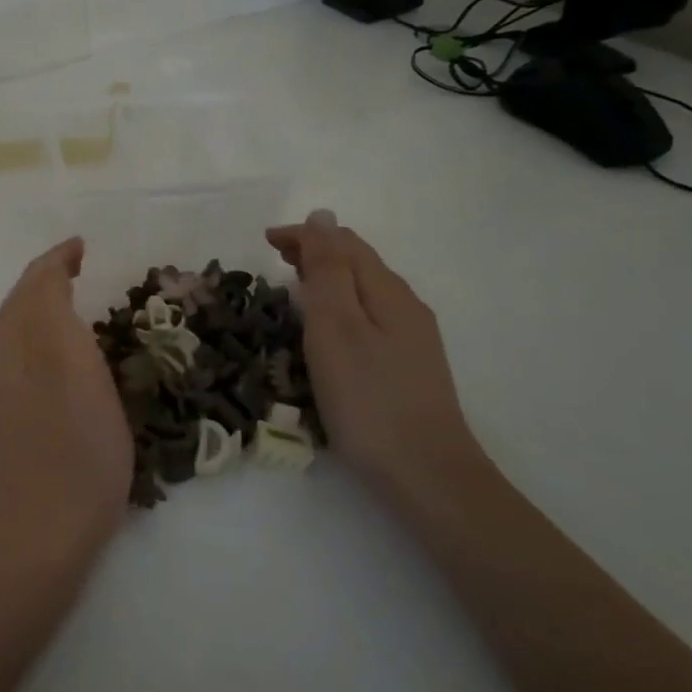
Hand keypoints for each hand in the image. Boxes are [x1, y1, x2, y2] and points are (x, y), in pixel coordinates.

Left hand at [0, 237, 132, 562]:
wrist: (48, 520)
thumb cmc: (77, 444)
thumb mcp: (75, 368)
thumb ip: (55, 316)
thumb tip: (49, 278)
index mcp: (22, 341)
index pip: (33, 283)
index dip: (56, 260)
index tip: (82, 246)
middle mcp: (6, 356)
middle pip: (20, 301)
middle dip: (45, 275)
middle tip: (77, 264)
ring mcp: (6, 386)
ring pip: (18, 324)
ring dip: (40, 299)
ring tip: (72, 293)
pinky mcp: (13, 411)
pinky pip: (22, 347)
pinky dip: (39, 326)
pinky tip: (60, 343)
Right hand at [265, 210, 481, 493]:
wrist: (427, 475)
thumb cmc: (369, 399)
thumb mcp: (337, 328)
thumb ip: (328, 270)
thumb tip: (323, 216)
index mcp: (387, 292)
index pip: (344, 243)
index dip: (304, 235)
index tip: (264, 241)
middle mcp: (405, 306)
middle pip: (358, 262)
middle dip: (316, 251)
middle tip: (274, 258)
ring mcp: (412, 338)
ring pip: (364, 289)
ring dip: (327, 278)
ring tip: (294, 286)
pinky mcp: (408, 366)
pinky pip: (369, 315)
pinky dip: (340, 305)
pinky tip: (327, 328)